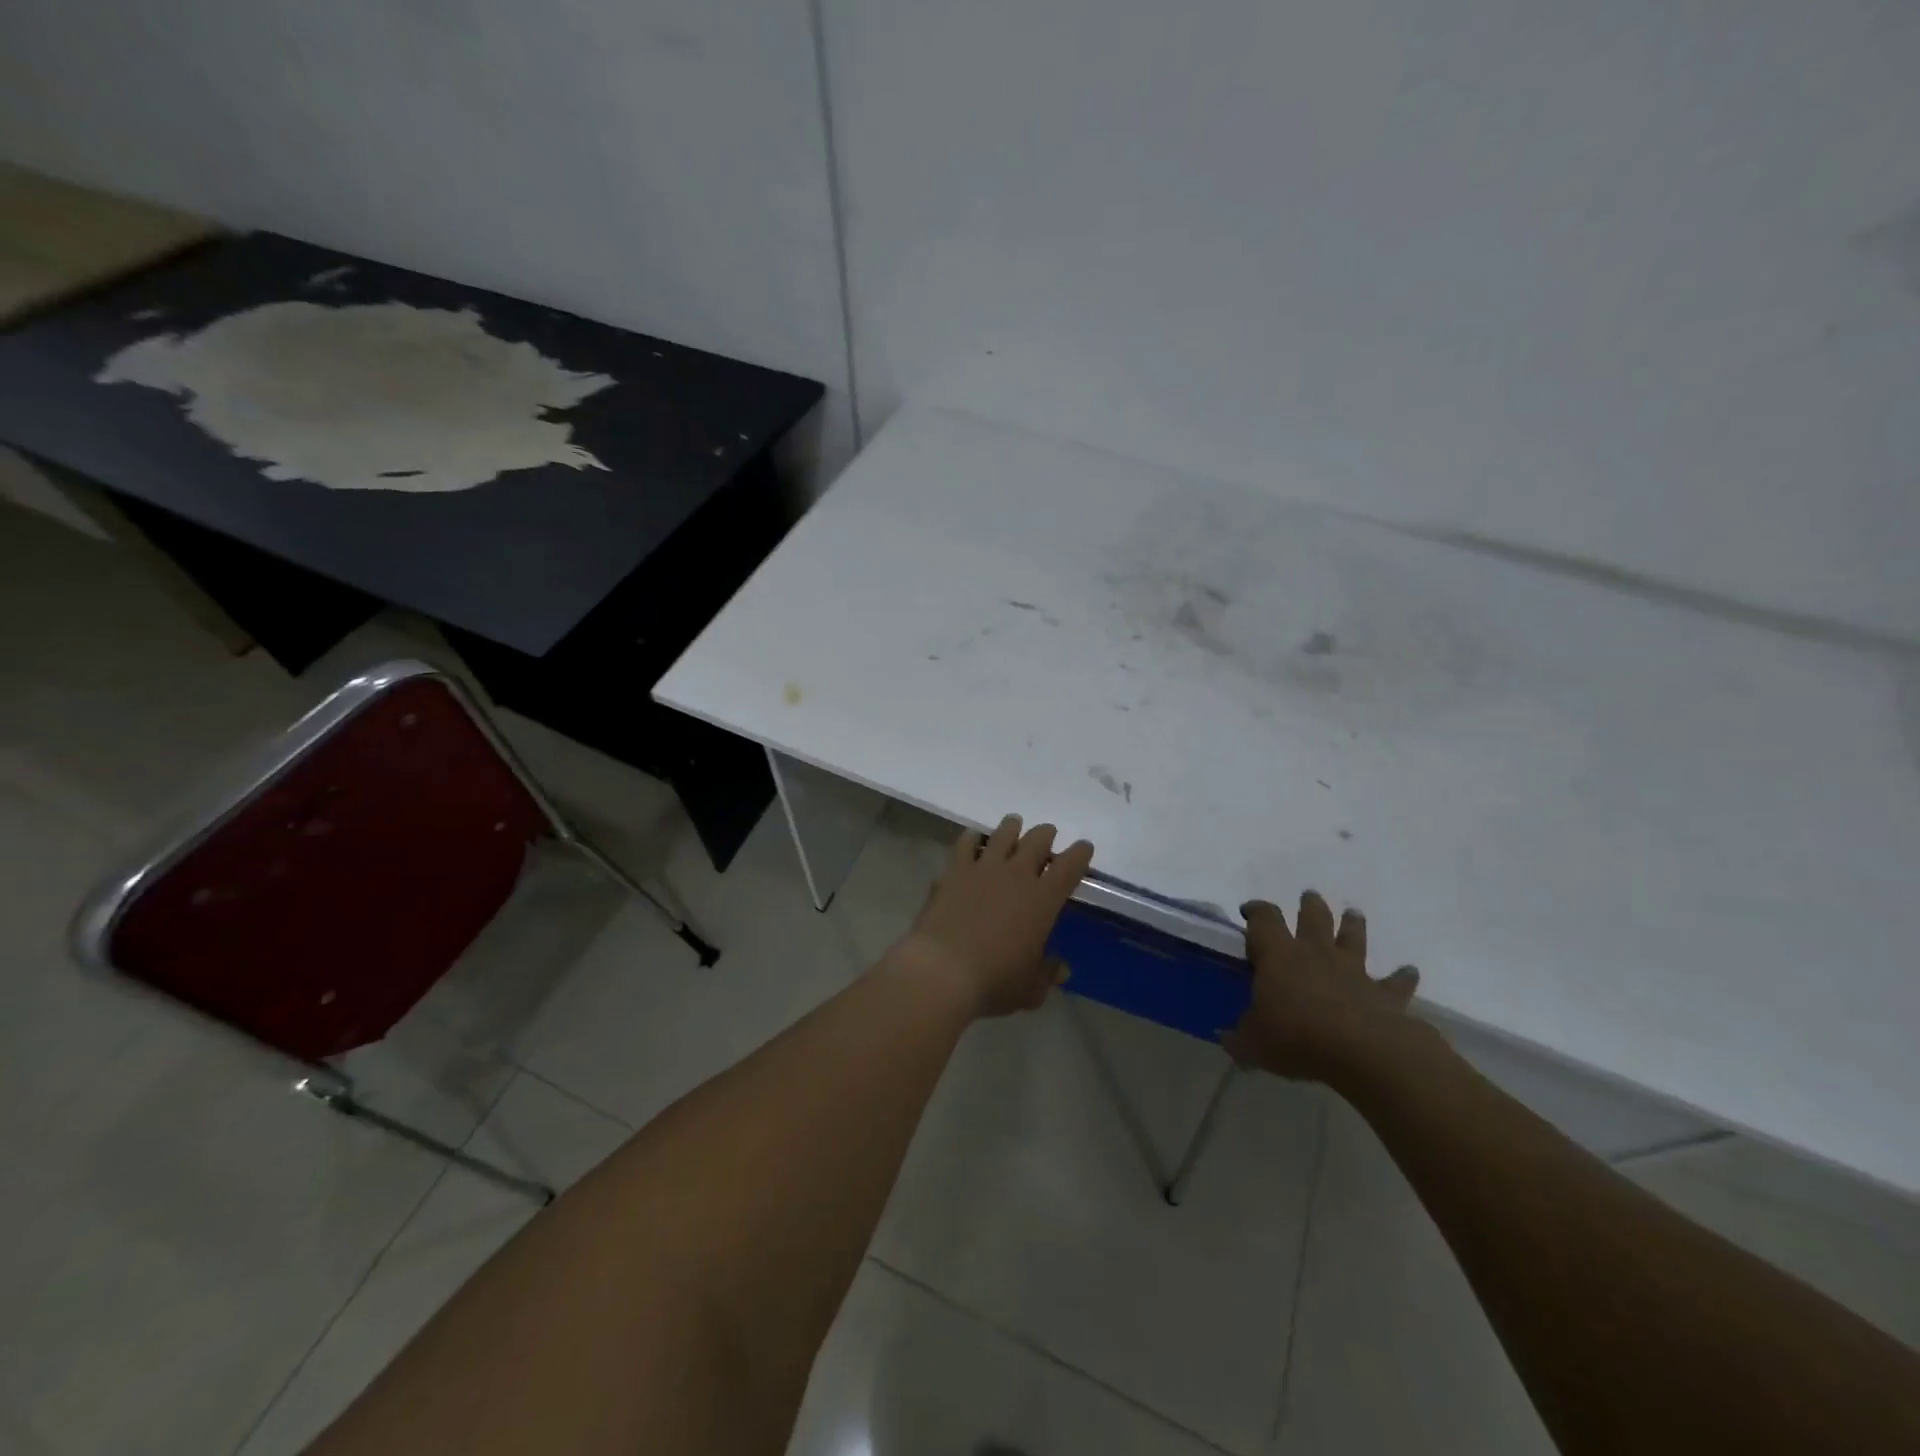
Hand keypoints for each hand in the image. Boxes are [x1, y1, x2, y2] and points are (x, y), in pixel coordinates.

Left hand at [889, 815, 1094, 1018]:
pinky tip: (972, 837)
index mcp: (1043, 900)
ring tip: (1014, 823)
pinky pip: (965, 844)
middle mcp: (1017, 875)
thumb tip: (1062, 969)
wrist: (943, 969)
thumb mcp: (1030, 988)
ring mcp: (983, 868)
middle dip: (1046, 835)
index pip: (1069, 867)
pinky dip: (972, 838)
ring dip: (1012, 828)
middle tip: (1047, 834)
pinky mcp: (954, 871)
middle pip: (1037, 841)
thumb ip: (1048, 974)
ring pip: (1003, 835)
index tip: (1084, 847)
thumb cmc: (994, 981)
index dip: (1080, 854)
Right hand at [1223, 891, 1422, 1082]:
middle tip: (1308, 897)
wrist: (1363, 1051)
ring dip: (1353, 924)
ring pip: (1353, 937)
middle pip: (1313, 916)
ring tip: (1353, 913)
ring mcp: (1353, 970)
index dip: (1256, 911)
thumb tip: (1226, 1038)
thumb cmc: (1296, 1037)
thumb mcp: (1253, 1044)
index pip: (1264, 919)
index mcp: (1278, 956)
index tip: (1249, 911)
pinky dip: (1403, 976)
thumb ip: (1239, 1037)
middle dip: (1309, 904)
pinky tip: (1410, 971)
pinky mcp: (1384, 993)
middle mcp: (1315, 953)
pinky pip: (1396, 981)